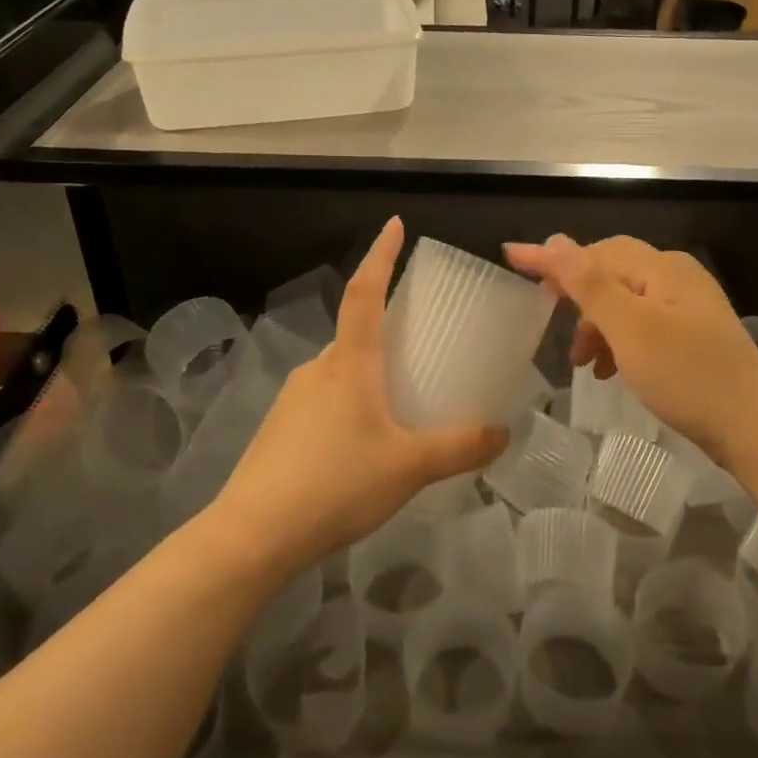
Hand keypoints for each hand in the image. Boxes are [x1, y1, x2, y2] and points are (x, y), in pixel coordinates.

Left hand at [211, 219, 508, 577]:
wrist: (253, 534)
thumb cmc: (336, 484)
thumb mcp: (409, 467)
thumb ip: (460, 448)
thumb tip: (503, 433)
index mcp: (350, 363)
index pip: (367, 292)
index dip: (381, 254)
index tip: (394, 224)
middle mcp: (319, 369)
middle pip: (356, 334)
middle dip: (387, 331)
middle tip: (421, 345)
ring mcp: (293, 397)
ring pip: (341, 371)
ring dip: (370, 375)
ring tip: (400, 407)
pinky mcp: (280, 428)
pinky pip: (324, 400)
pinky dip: (350, 404)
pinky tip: (362, 445)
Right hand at [504, 235, 757, 473]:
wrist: (755, 429)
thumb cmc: (689, 377)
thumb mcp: (632, 329)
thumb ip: (591, 284)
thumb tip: (555, 241)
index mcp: (662, 268)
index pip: (595, 251)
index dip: (552, 258)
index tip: (511, 258)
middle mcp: (676, 277)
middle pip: (610, 274)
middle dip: (577, 298)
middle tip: (548, 321)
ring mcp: (687, 307)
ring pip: (624, 303)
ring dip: (596, 326)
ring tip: (582, 362)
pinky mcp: (692, 336)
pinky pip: (641, 326)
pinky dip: (618, 342)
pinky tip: (610, 370)